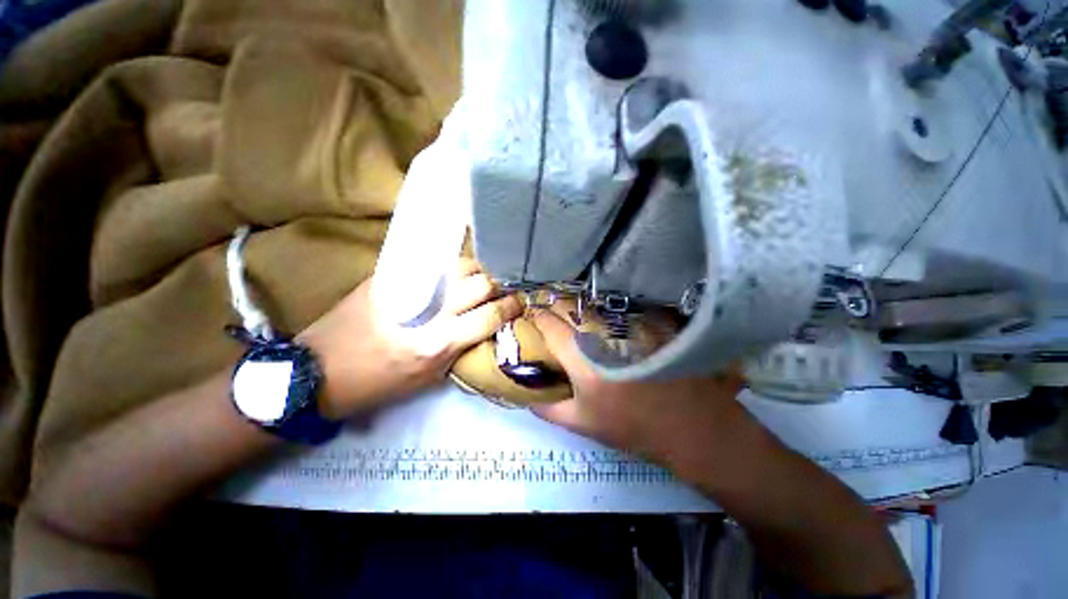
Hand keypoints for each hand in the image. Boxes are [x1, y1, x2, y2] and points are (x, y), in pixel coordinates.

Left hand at [299, 259, 522, 418]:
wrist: (320, 371)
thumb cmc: (372, 387)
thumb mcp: (421, 381)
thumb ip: (452, 353)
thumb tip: (472, 331)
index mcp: (437, 345)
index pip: (489, 315)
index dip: (510, 307)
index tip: (518, 303)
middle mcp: (427, 310)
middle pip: (478, 282)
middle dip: (495, 284)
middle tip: (497, 289)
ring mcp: (405, 286)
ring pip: (456, 264)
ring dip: (472, 271)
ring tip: (472, 280)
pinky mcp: (385, 275)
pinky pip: (426, 263)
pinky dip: (444, 266)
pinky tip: (446, 272)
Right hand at [529, 309, 745, 466]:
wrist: (689, 427)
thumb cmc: (632, 429)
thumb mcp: (583, 425)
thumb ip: (549, 409)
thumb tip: (527, 396)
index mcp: (584, 359)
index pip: (551, 324)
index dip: (537, 317)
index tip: (531, 317)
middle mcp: (608, 334)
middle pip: (575, 309)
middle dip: (560, 309)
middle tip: (554, 319)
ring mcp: (635, 326)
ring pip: (602, 308)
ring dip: (589, 310)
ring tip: (584, 319)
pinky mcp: (658, 325)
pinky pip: (629, 311)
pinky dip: (618, 315)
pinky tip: (619, 326)